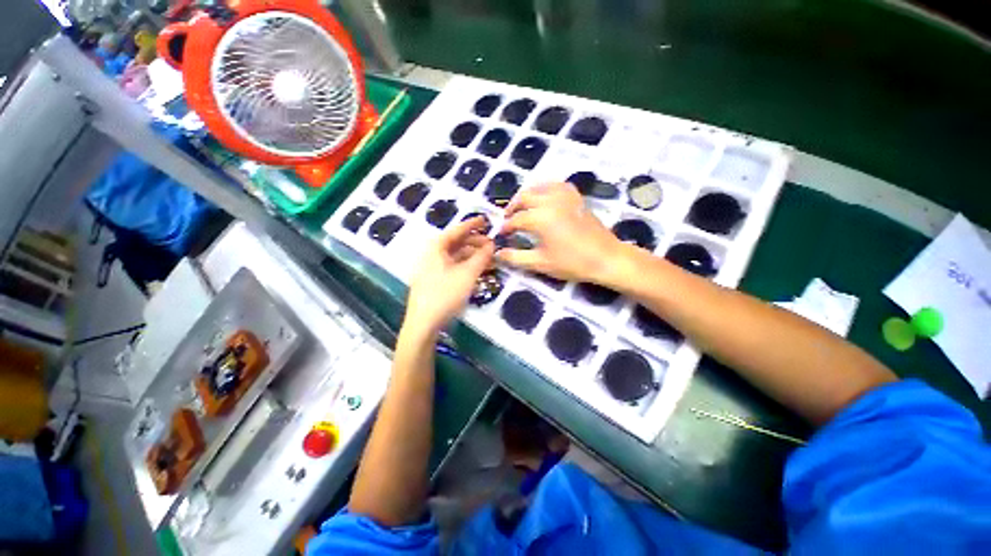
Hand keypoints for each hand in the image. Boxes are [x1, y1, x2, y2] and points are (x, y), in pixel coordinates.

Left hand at [405, 217, 494, 335]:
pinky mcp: (435, 281)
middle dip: (476, 243)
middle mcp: (433, 255)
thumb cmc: (445, 295)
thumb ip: (482, 257)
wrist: (423, 324)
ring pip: (456, 256)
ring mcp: (433, 269)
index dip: (472, 224)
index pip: (457, 230)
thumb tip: (492, 244)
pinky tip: (479, 271)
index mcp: (436, 248)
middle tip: (492, 245)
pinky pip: (454, 267)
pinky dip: (467, 267)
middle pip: (457, 243)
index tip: (486, 220)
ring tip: (490, 259)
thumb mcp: (467, 274)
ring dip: (473, 256)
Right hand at [495, 182, 626, 283]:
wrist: (606, 258)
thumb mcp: (540, 263)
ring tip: (522, 207)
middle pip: (524, 197)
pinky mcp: (576, 197)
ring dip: (527, 195)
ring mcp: (565, 196)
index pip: (516, 219)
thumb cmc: (572, 263)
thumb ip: (516, 257)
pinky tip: (544, 198)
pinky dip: (545, 189)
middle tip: (508, 218)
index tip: (501, 234)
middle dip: (513, 207)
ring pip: (539, 187)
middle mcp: (550, 201)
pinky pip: (556, 185)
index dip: (506, 227)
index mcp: (540, 218)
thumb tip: (498, 253)